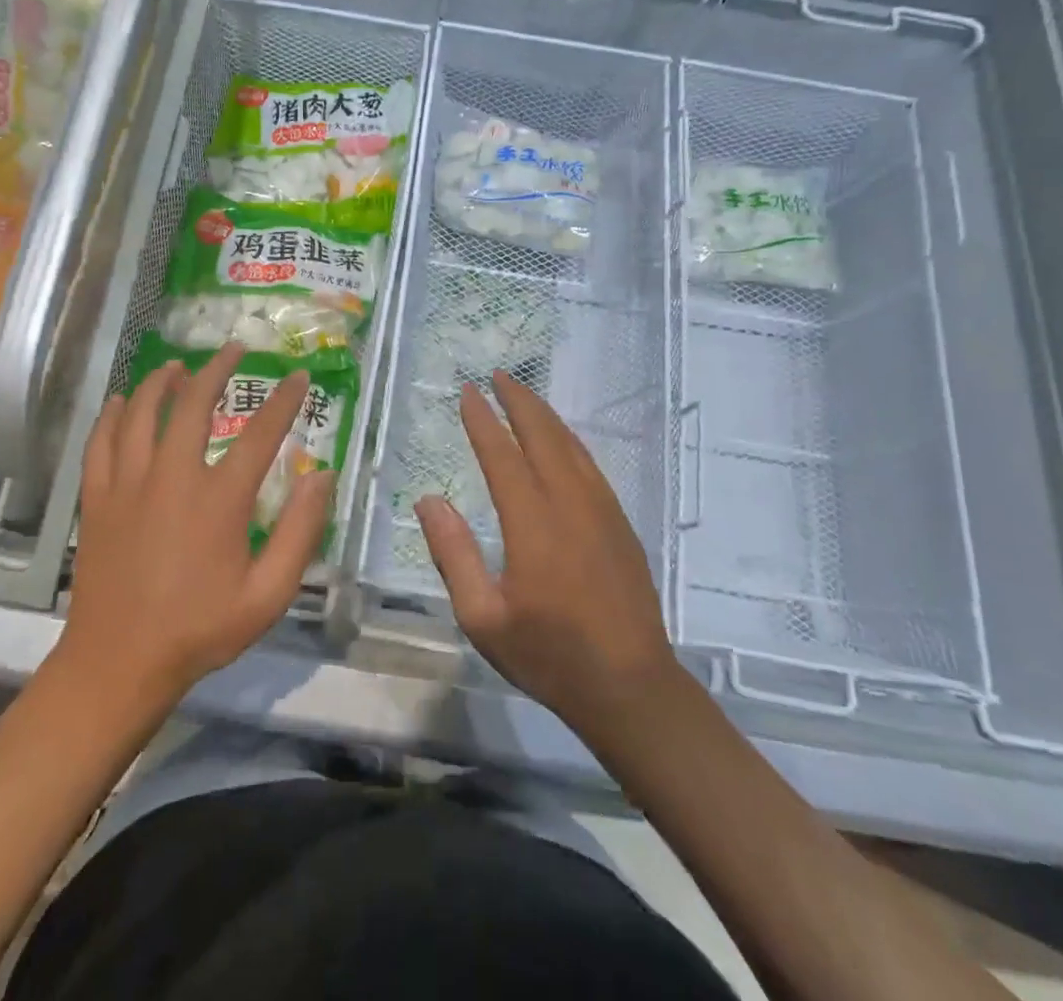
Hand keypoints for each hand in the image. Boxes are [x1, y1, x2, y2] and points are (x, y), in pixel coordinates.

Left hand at [61, 342, 333, 706]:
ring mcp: (128, 484)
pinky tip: (120, 401)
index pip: (261, 434)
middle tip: (233, 350)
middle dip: (216, 370)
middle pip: (194, 404)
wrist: (118, 663)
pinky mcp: (97, 498)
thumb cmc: (200, 630)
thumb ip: (300, 533)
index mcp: (219, 499)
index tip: (298, 376)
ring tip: (177, 367)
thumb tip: (321, 477)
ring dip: (161, 382)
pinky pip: (101, 442)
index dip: (284, 401)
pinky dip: (111, 415)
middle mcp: (172, 476)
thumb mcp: (267, 594)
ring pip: (141, 413)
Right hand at [415, 371, 678, 744]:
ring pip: (571, 446)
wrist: (632, 687)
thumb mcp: (483, 617)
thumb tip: (430, 499)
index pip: (502, 456)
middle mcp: (570, 504)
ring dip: (545, 415)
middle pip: (543, 436)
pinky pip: (590, 466)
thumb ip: (453, 554)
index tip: (468, 392)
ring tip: (523, 394)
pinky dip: (569, 441)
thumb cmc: (549, 655)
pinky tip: (560, 440)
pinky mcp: (620, 524)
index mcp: (533, 524)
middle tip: (498, 374)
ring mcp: (602, 511)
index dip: (483, 421)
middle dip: (519, 400)